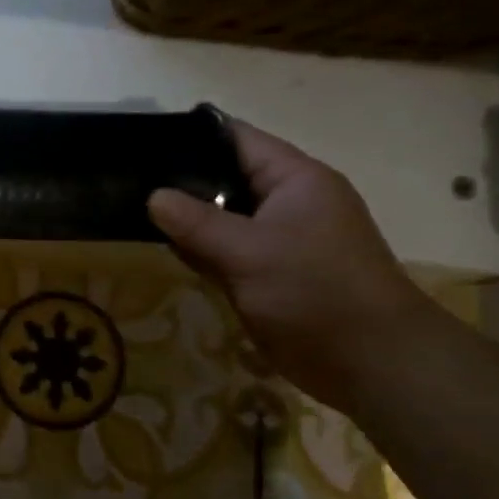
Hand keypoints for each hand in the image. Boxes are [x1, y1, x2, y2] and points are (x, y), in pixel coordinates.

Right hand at [148, 121, 435, 411]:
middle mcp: (287, 202)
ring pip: (223, 218)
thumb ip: (196, 222)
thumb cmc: (315, 292)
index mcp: (295, 179)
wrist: (371, 363)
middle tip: (127, 180)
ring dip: (187, 218)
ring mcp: (278, 240)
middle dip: (181, 180)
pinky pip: (226, 251)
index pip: (237, 139)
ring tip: (132, 208)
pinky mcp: (268, 274)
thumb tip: (152, 197)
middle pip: (226, 178)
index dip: (192, 136)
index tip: (142, 141)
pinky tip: (165, 246)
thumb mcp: (249, 252)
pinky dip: (200, 249)